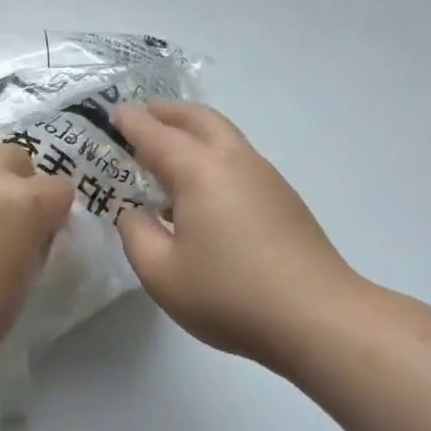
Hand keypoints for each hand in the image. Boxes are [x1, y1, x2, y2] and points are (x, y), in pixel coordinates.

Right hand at [113, 102, 367, 374]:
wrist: (317, 318)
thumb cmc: (228, 293)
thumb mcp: (160, 272)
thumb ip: (135, 234)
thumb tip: (135, 212)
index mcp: (199, 171)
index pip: (156, 134)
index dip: (131, 122)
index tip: (113, 112)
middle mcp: (234, 161)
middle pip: (199, 119)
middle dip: (167, 112)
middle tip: (141, 116)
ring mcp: (265, 178)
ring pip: (224, 136)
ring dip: (193, 132)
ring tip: (167, 153)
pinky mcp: (283, 200)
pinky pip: (238, 160)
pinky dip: (212, 156)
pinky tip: (201, 193)